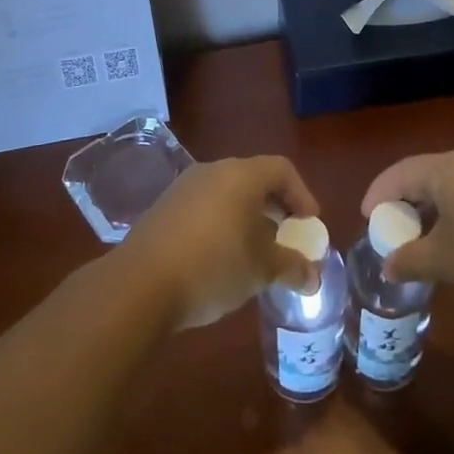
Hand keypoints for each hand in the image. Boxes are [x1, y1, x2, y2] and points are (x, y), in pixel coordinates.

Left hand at [117, 155, 320, 329]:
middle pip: (254, 179)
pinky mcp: (164, 208)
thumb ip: (292, 267)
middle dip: (275, 208)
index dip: (302, 195)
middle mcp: (213, 171)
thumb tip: (312, 276)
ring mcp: (184, 187)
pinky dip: (222, 224)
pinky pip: (204, 207)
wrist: (140, 284)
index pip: (282, 169)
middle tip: (286, 238)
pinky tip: (221, 258)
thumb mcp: (261, 270)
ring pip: (227, 194)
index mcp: (241, 175)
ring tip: (255, 252)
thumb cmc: (213, 267)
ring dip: (247, 217)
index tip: (309, 225)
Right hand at [360, 149, 453, 310]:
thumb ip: (410, 259)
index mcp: (447, 167)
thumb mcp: (447, 261)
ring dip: (434, 206)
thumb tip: (387, 265)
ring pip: (453, 182)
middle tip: (393, 227)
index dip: (378, 194)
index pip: (400, 172)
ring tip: (426, 235)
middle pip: (426, 173)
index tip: (367, 218)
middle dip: (406, 200)